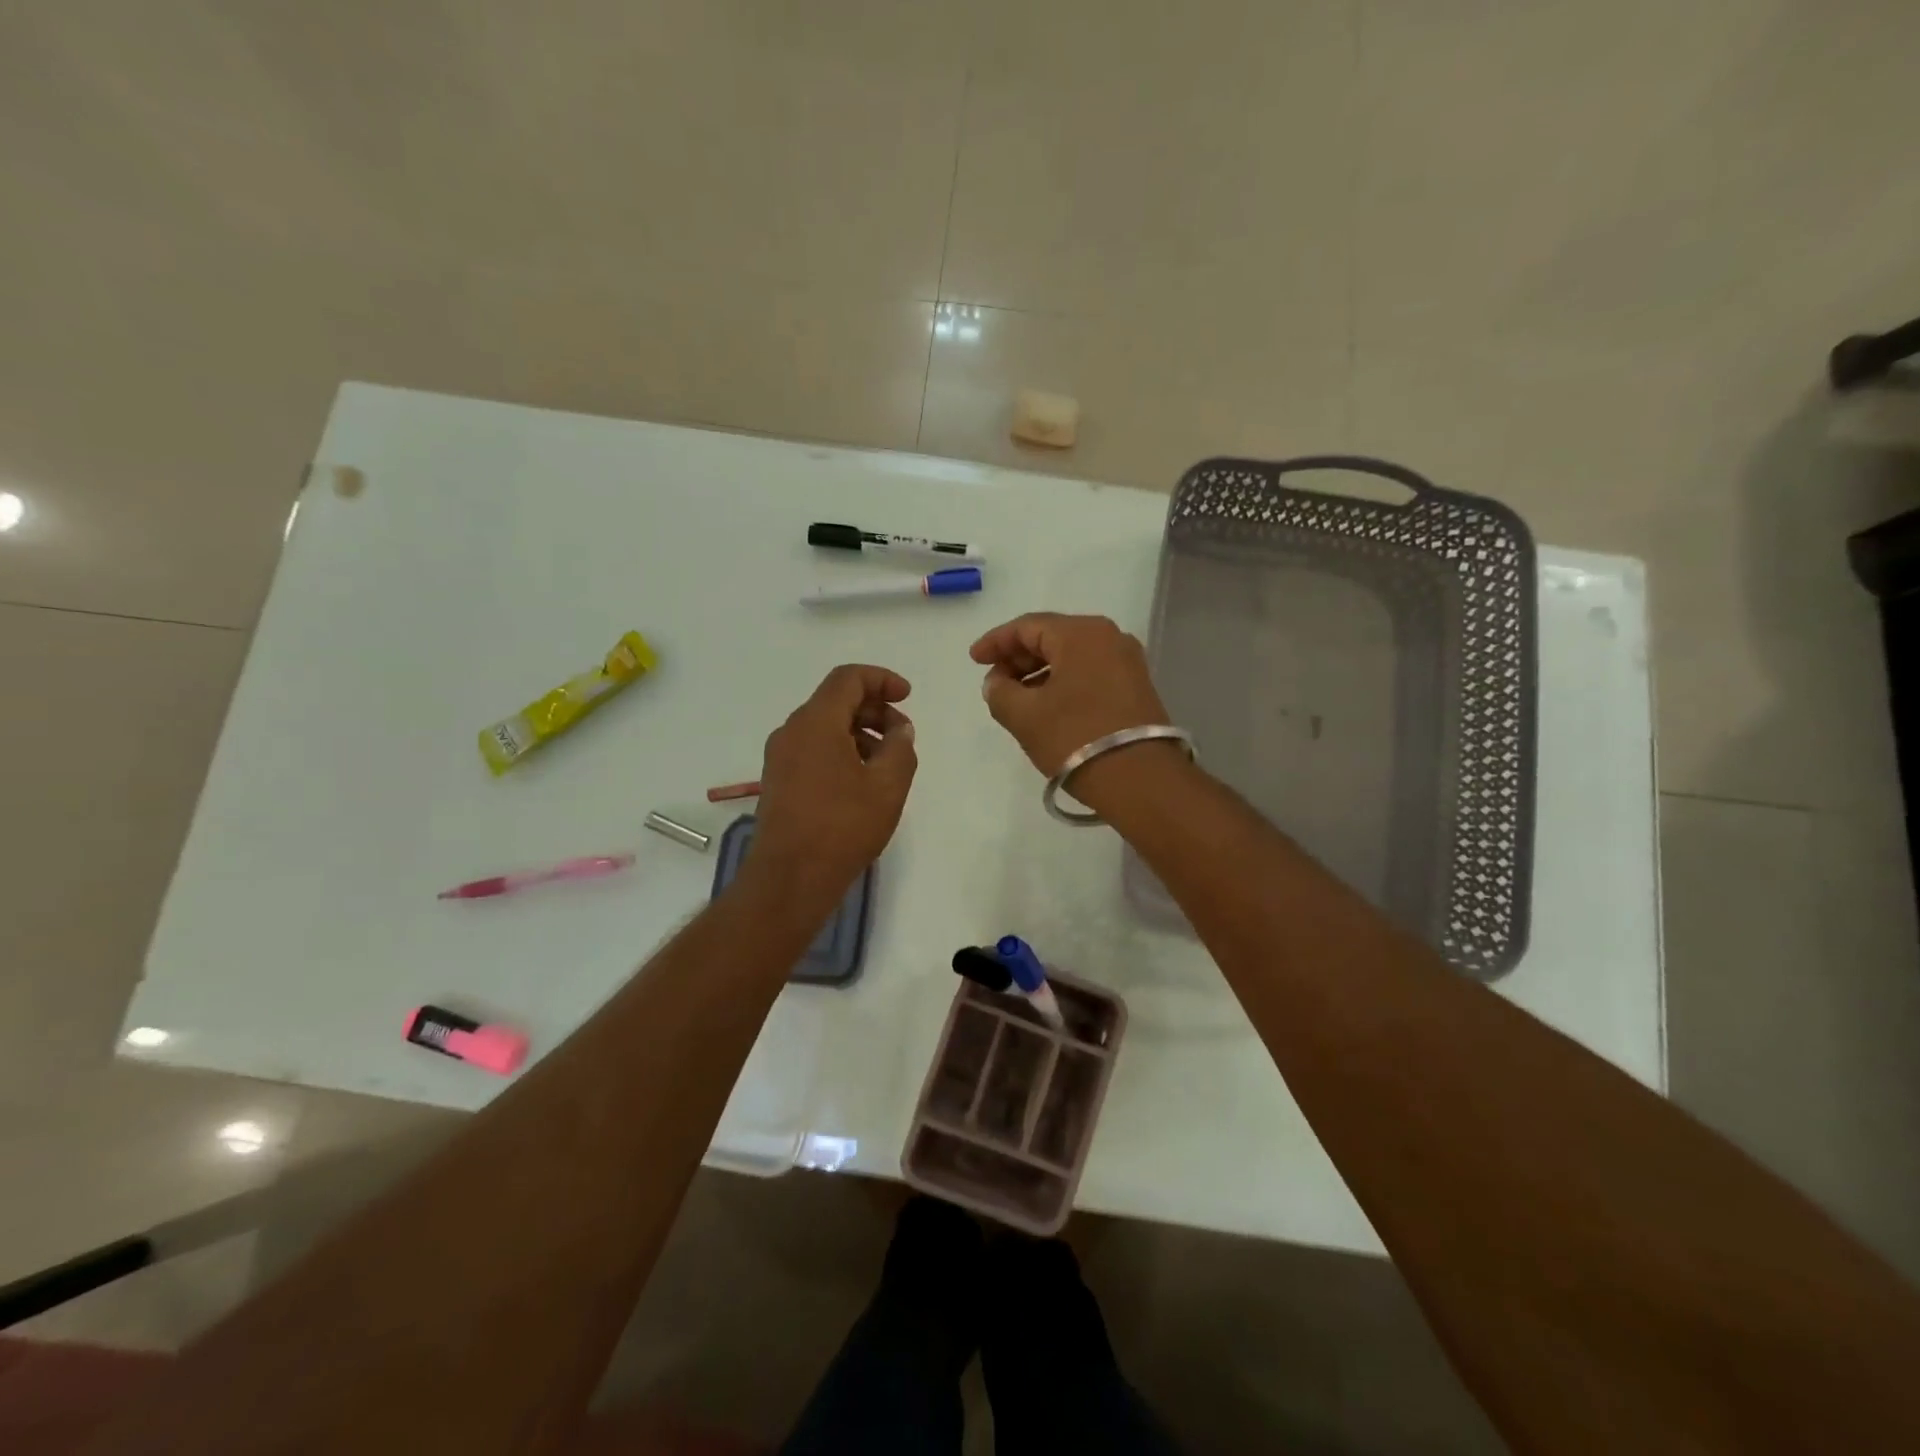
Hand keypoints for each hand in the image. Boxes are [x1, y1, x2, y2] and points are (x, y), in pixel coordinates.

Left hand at [749, 664, 917, 895]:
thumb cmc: (842, 826)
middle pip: (836, 701)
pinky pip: (813, 749)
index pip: (848, 678)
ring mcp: (780, 757)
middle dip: (874, 709)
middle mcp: (792, 731)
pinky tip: (862, 782)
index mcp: (815, 722)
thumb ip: (901, 747)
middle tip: (903, 736)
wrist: (790, 878)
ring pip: (825, 727)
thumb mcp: (888, 785)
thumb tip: (899, 729)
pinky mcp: (778, 781)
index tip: (907, 697)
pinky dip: (842, 751)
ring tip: (887, 763)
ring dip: (860, 733)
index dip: (882, 679)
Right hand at [969, 613, 1171, 777]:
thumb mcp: (1024, 716)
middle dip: (1018, 658)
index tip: (974, 660)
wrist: (1140, 780)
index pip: (1027, 626)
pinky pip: (1089, 672)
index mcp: (1081, 633)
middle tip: (994, 681)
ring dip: (1039, 672)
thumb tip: (997, 683)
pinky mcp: (1136, 687)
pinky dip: (1063, 682)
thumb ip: (1000, 692)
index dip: (995, 642)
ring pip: (1072, 656)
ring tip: (1015, 698)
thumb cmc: (1075, 738)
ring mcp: (1127, 662)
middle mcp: (1109, 637)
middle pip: (1052, 637)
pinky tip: (1046, 706)